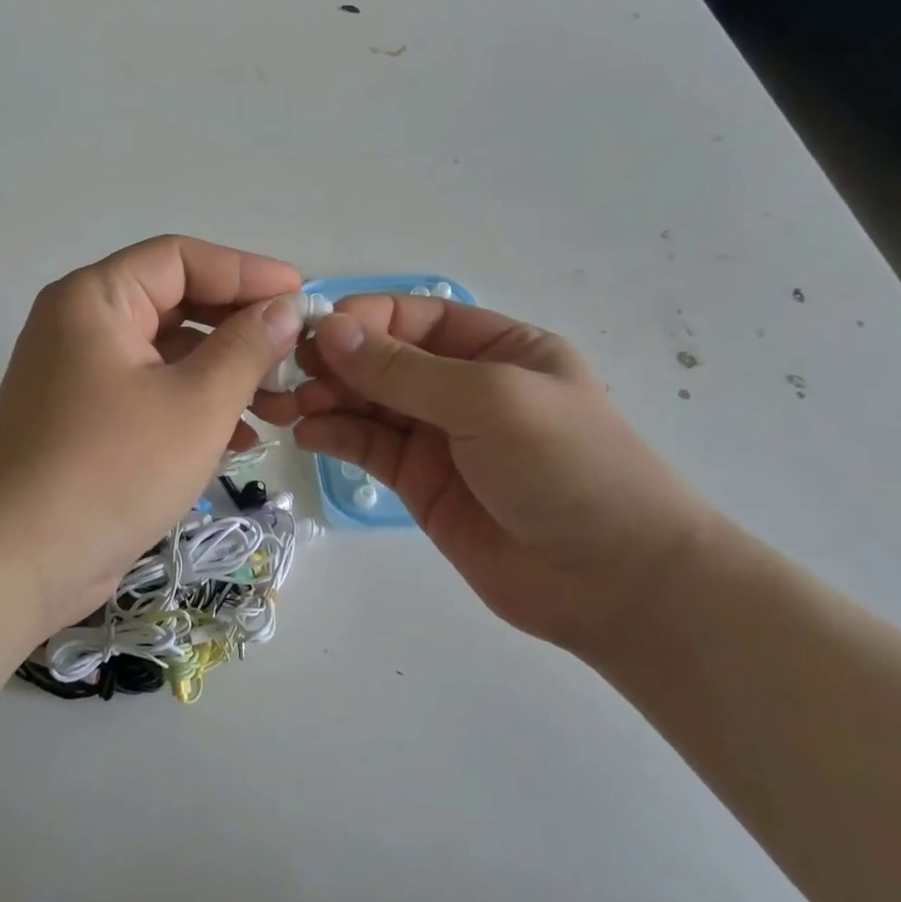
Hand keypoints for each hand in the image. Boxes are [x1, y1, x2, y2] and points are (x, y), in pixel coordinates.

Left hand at [0, 236, 303, 644]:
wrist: (15, 562)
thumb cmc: (110, 469)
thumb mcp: (195, 405)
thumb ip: (247, 348)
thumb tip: (285, 309)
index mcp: (96, 299)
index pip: (181, 258)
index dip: (246, 271)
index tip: (301, 297)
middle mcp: (82, 325)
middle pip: (176, 304)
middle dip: (240, 329)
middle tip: (295, 354)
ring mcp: (81, 375)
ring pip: (168, 354)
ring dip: (225, 374)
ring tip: (281, 405)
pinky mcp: (87, 421)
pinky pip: (152, 393)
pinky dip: (196, 406)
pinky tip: (242, 440)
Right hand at [258, 297, 723, 651]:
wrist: (613, 582)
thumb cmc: (567, 467)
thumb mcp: (490, 401)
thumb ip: (405, 370)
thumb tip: (330, 330)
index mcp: (496, 348)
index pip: (415, 319)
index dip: (364, 320)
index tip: (315, 333)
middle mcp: (463, 386)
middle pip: (384, 360)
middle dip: (336, 361)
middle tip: (286, 372)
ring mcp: (439, 436)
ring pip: (368, 403)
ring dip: (326, 398)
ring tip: (287, 405)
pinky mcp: (419, 482)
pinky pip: (368, 447)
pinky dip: (336, 436)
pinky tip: (308, 434)